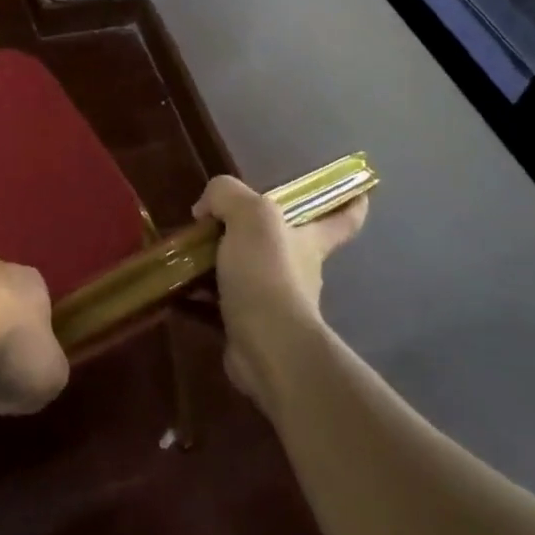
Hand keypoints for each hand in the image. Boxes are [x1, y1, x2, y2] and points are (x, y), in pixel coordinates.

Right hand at [193, 175, 366, 404]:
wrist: (266, 344)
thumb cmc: (268, 273)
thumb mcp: (250, 215)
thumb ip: (227, 195)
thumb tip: (206, 208)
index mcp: (309, 239)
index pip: (342, 218)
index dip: (351, 202)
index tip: (359, 190)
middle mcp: (299, 268)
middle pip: (285, 242)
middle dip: (257, 231)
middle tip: (219, 219)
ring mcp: (275, 300)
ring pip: (248, 271)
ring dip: (220, 261)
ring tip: (185, 251)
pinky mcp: (250, 325)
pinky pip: (222, 301)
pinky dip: (200, 293)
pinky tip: (176, 284)